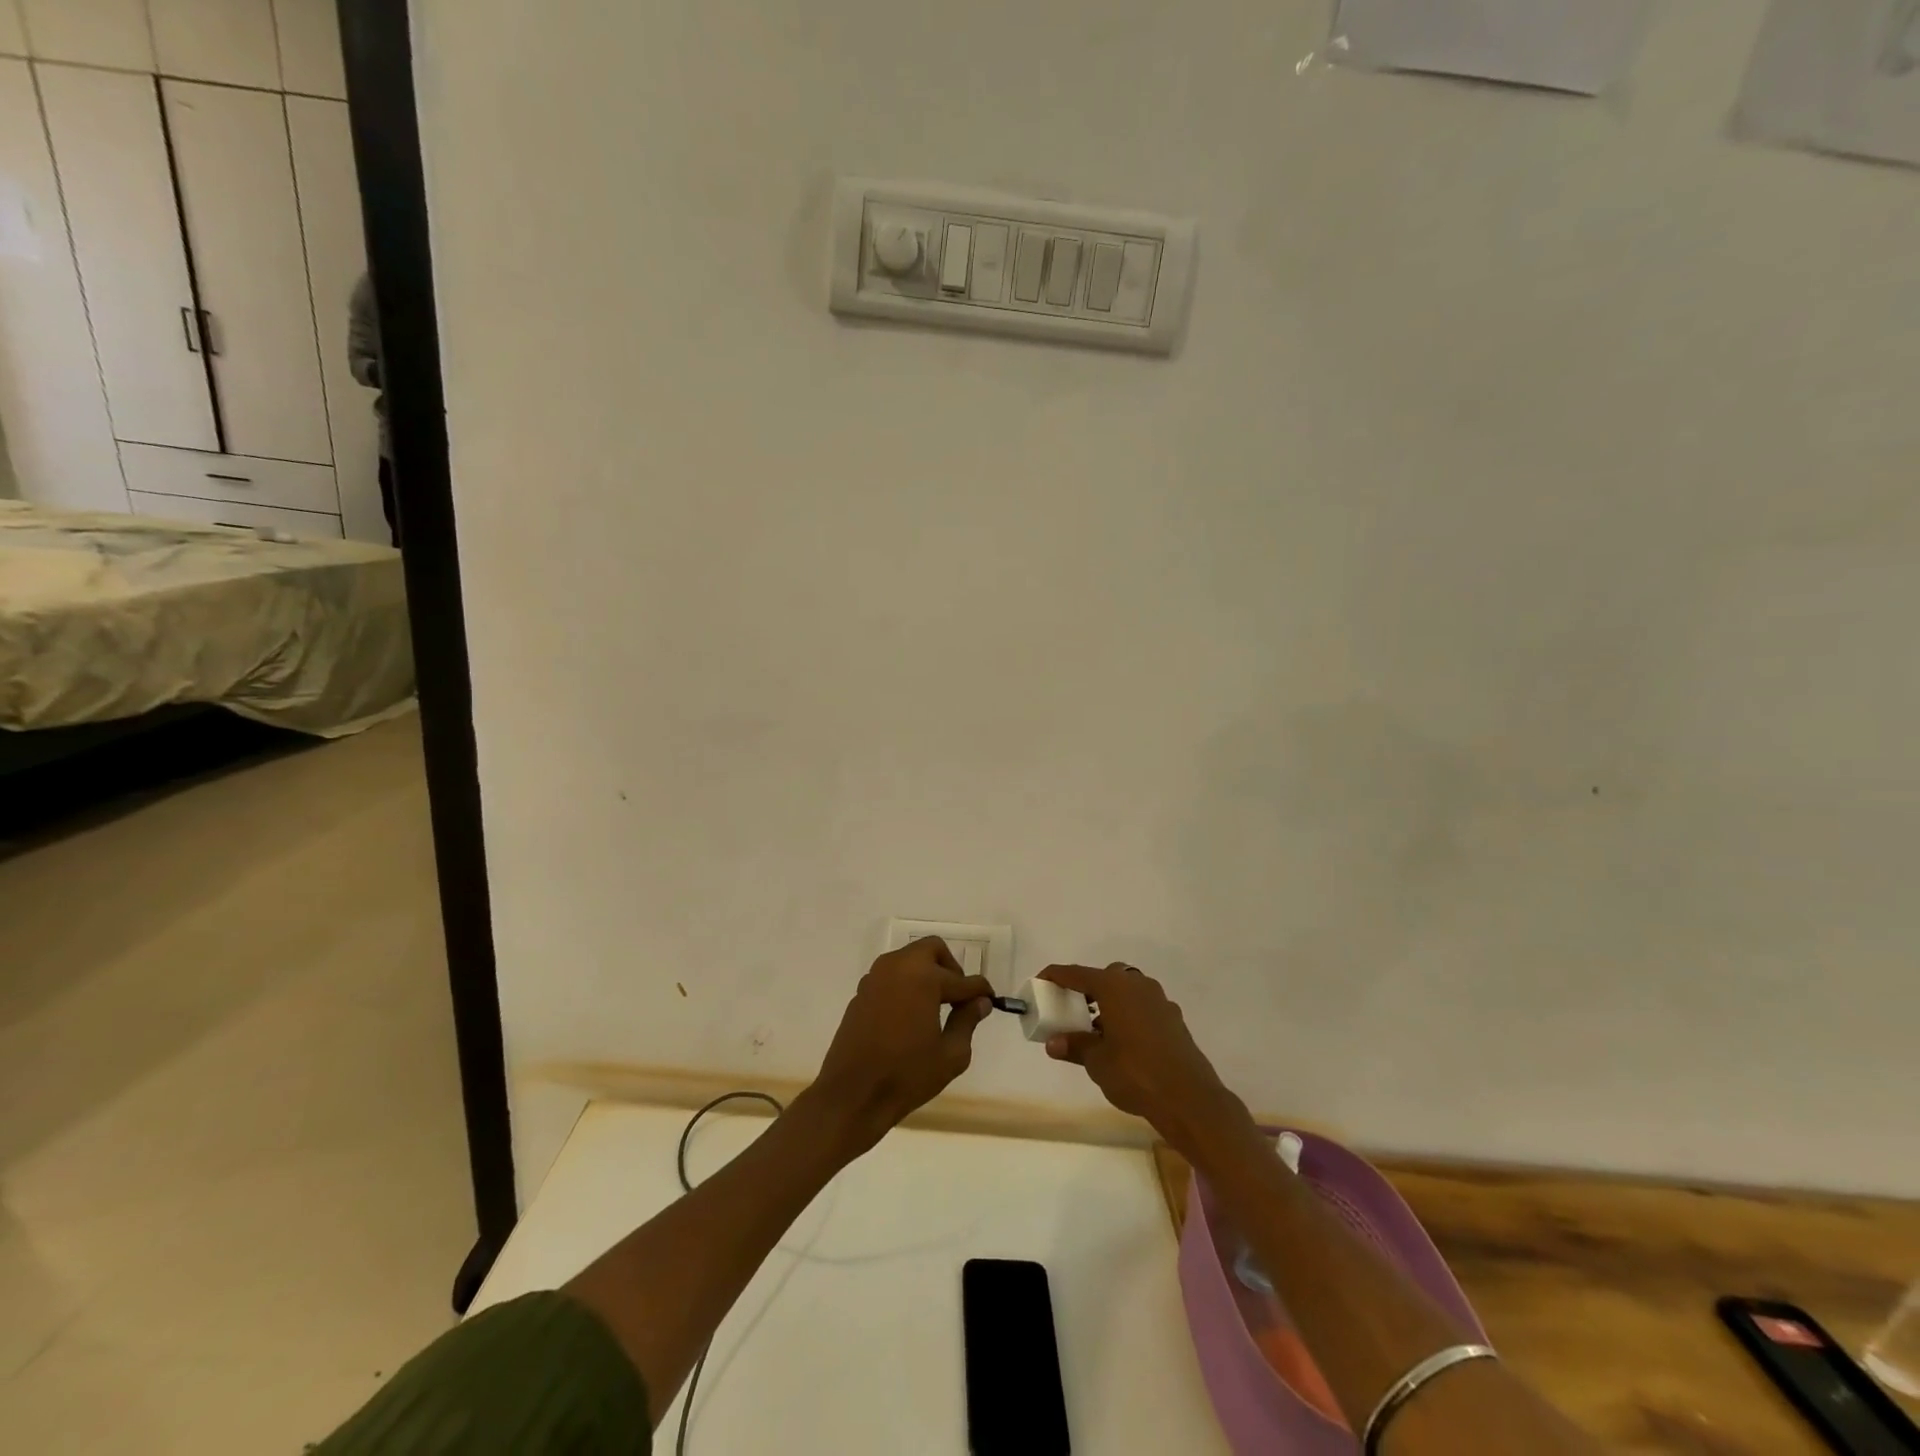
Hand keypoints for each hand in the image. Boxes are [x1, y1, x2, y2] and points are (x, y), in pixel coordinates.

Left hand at [808, 938, 994, 1157]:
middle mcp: (898, 966)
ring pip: (909, 960)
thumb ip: (967, 1021)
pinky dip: (906, 985)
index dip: (980, 990)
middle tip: (958, 997)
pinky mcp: (861, 992)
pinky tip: (910, 1016)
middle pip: (932, 950)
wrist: (852, 1095)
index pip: (962, 979)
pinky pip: (891, 977)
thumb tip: (979, 1002)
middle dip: (949, 969)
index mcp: (923, 977)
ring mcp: (875, 977)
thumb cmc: (907, 1074)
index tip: (990, 999)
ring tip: (935, 1007)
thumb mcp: (950, 1054)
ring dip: (926, 974)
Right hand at [1039, 963, 1250, 1152]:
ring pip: (1128, 991)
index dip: (1055, 976)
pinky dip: (1129, 1016)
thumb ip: (1075, 1046)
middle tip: (1074, 1009)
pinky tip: (1124, 1042)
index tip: (1040, 980)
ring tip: (1097, 1030)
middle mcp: (1138, 985)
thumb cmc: (1135, 1073)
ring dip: (1111, 1003)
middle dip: (1088, 989)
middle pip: (1106, 977)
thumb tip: (1053, 1043)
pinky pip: (1143, 1007)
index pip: (1076, 973)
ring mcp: (1160, 1001)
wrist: (1188, 1098)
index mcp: (1115, 987)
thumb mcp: (1097, 1061)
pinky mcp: (1174, 1020)